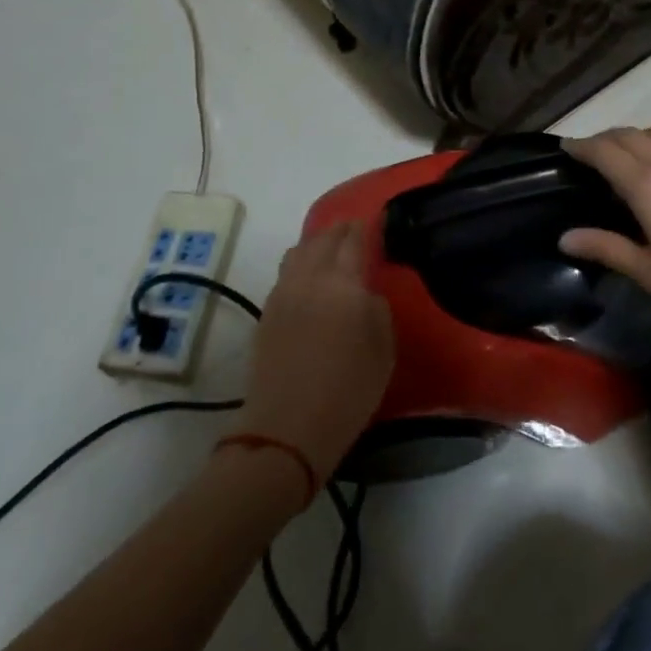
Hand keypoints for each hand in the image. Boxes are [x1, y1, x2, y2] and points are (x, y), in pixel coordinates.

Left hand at [238, 221, 394, 483]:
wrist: (287, 429)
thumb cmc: (348, 392)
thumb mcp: (383, 350)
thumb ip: (377, 309)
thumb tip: (364, 292)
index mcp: (343, 283)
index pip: (353, 240)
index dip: (365, 227)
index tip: (375, 221)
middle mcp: (310, 278)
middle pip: (323, 239)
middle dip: (340, 230)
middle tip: (354, 231)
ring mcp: (284, 292)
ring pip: (299, 251)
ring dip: (316, 243)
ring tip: (329, 249)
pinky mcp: (267, 310)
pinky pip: (286, 272)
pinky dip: (300, 263)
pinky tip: (309, 277)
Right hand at [560, 126, 650, 363]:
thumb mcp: (648, 272)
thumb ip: (605, 248)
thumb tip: (564, 238)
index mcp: (647, 185)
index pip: (604, 152)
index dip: (581, 146)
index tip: (565, 147)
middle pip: (629, 135)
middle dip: (604, 138)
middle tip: (589, 153)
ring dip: (637, 135)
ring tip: (628, 154)